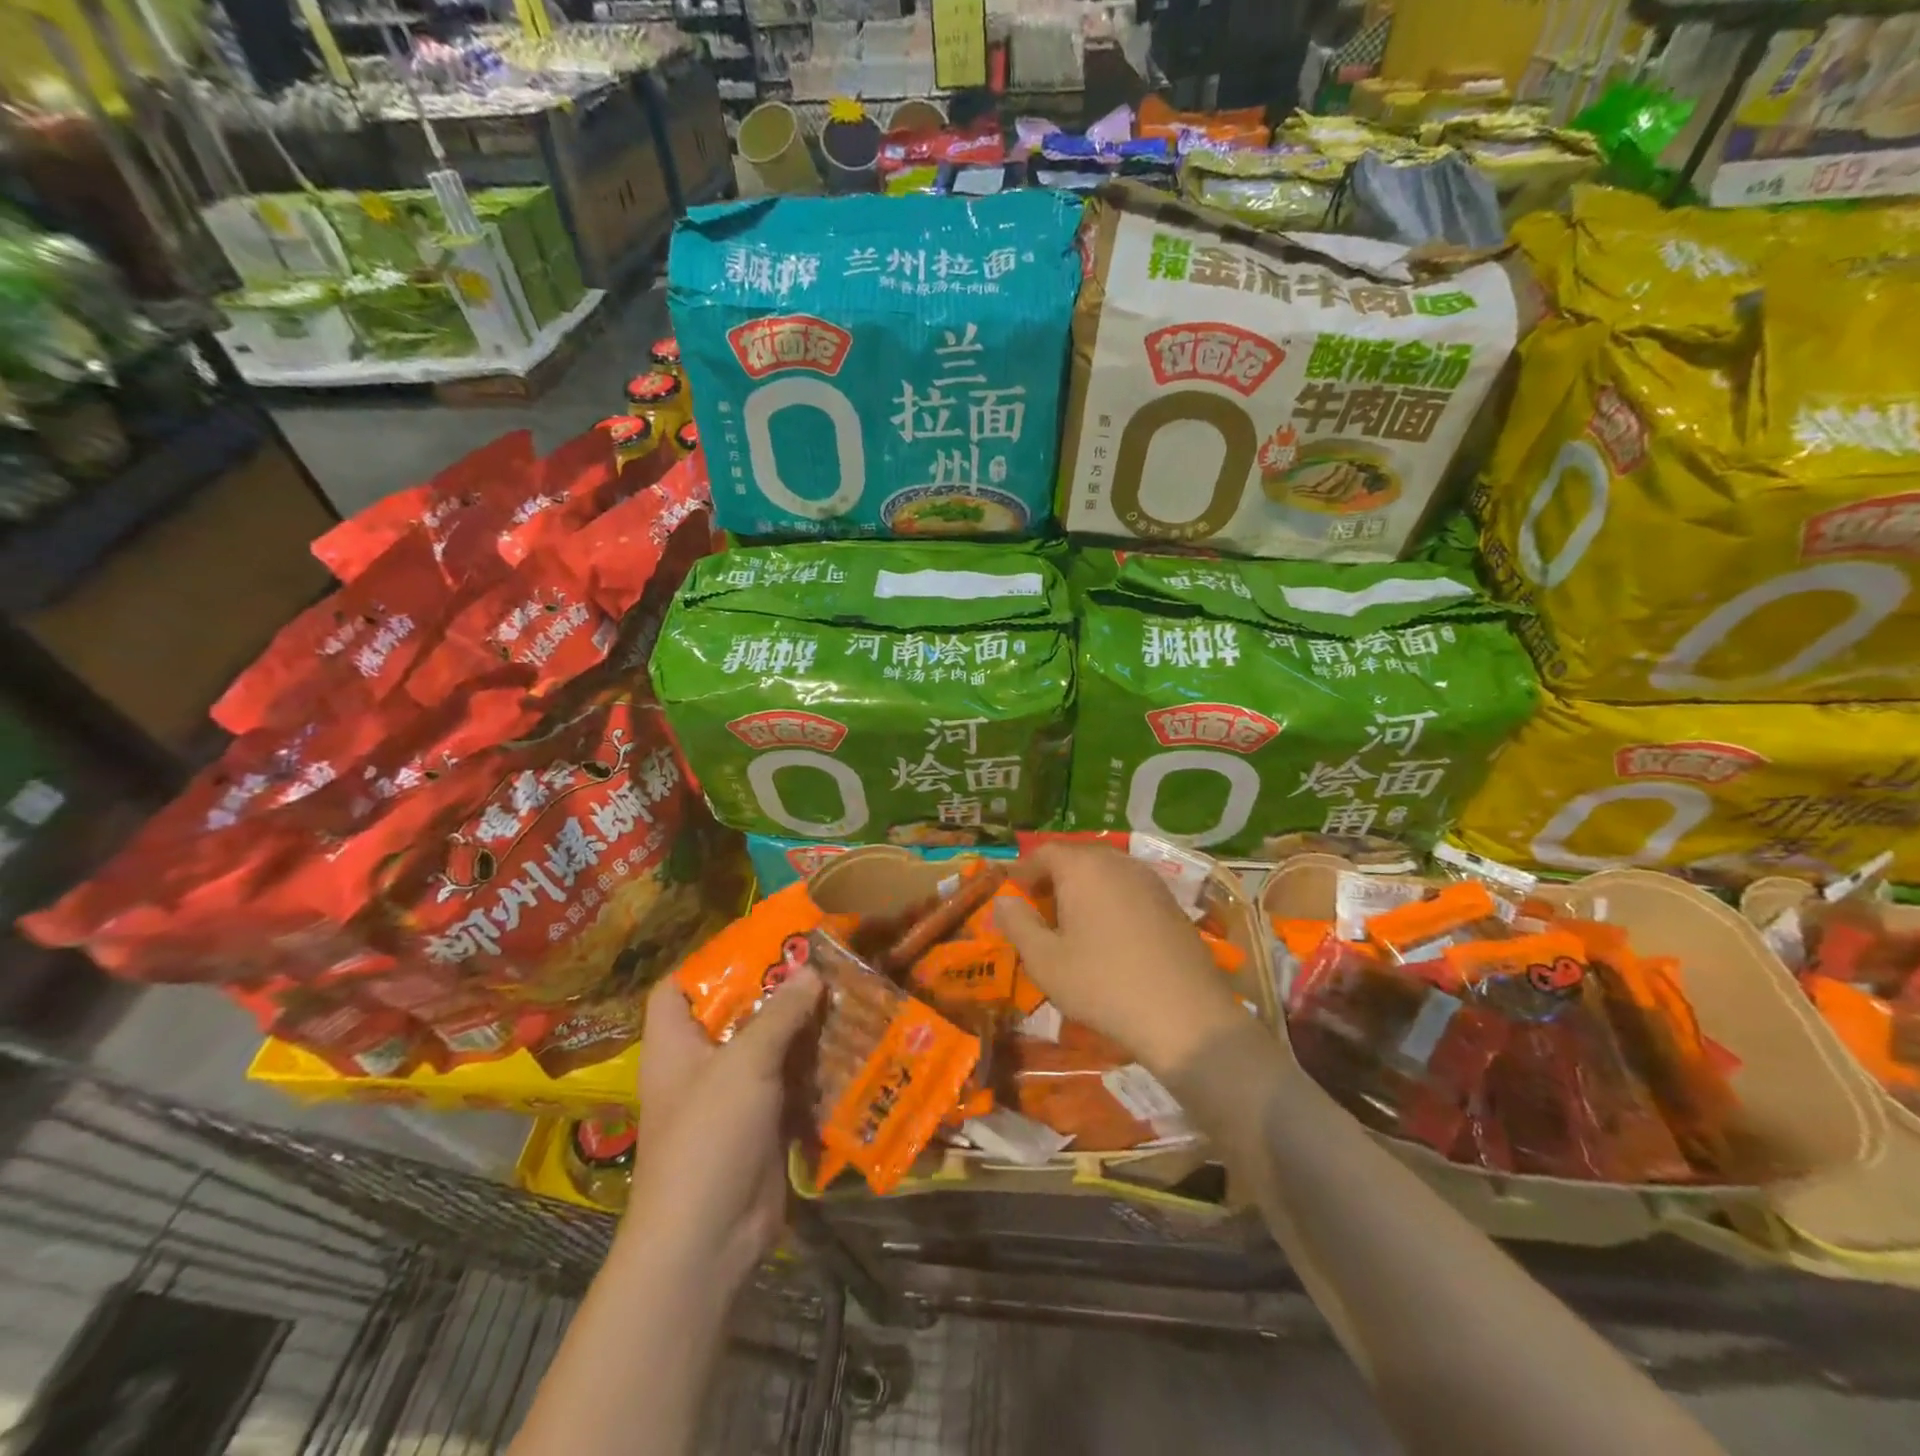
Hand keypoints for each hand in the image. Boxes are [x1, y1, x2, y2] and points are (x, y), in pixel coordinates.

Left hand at [628, 969, 822, 1290]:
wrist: (708, 1241)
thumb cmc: (709, 1137)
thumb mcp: (745, 1063)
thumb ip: (781, 1013)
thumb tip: (811, 970)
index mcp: (676, 1044)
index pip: (678, 987)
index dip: (710, 961)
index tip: (759, 942)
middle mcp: (701, 1064)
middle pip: (737, 1012)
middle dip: (778, 989)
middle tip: (822, 960)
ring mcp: (734, 1096)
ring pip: (771, 1046)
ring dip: (805, 1026)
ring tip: (846, 992)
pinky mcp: (764, 1123)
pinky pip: (792, 1082)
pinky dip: (816, 1065)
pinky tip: (851, 1043)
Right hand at [994, 843, 1248, 1077]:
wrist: (1185, 1016)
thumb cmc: (1103, 985)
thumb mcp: (1045, 960)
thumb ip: (1017, 923)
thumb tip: (1002, 899)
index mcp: (1083, 867)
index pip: (1044, 852)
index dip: (1022, 870)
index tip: (1009, 893)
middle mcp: (1118, 861)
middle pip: (1076, 857)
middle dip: (1052, 878)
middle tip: (1036, 908)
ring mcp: (1150, 880)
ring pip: (1105, 872)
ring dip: (1082, 888)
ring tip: (1070, 922)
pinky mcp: (1171, 903)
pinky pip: (1129, 889)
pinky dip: (1110, 900)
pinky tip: (1108, 934)